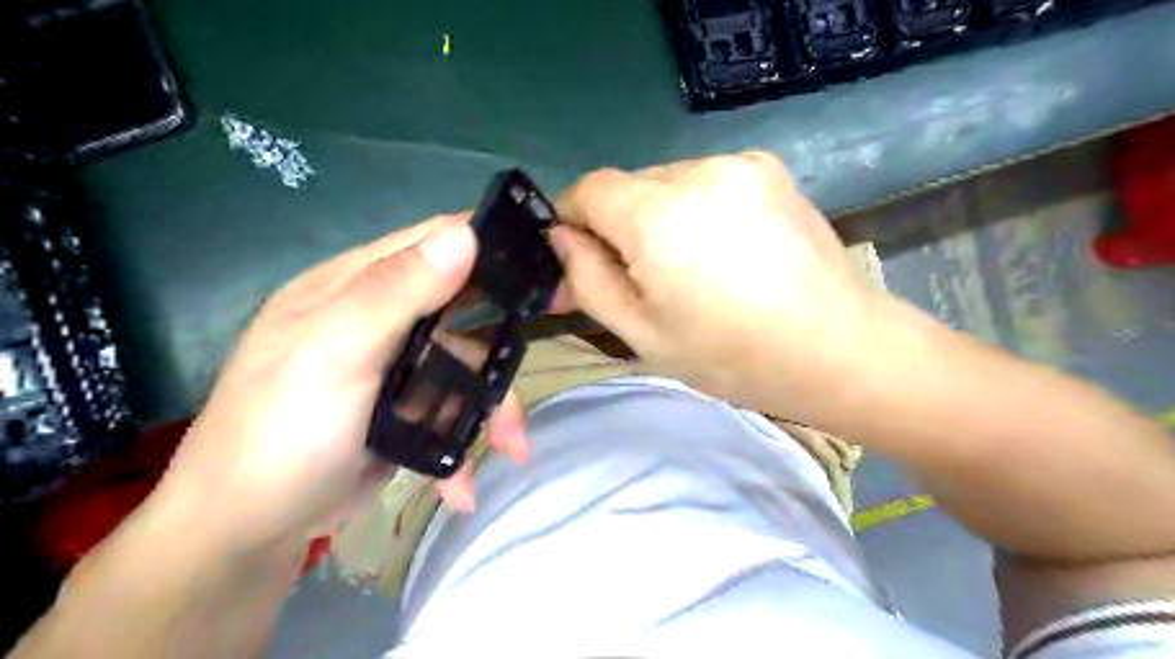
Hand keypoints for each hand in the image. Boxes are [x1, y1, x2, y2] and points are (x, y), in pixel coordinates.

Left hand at [154, 216, 528, 549]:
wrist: (247, 534)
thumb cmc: (282, 431)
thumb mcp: (335, 352)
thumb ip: (398, 292)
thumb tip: (466, 233)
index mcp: (354, 285)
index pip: (432, 241)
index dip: (489, 245)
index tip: (547, 264)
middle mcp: (378, 317)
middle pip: (463, 309)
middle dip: (503, 344)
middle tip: (545, 356)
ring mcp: (394, 366)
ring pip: (466, 366)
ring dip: (492, 408)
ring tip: (511, 448)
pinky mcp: (405, 410)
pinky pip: (452, 409)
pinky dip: (464, 444)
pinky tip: (461, 485)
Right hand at [550, 152, 881, 419]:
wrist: (836, 347)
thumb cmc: (730, 355)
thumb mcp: (640, 333)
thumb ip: (587, 279)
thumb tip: (560, 238)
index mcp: (658, 216)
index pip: (588, 188)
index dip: (572, 219)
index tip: (580, 255)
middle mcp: (697, 171)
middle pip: (629, 185)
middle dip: (620, 224)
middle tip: (645, 276)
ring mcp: (739, 163)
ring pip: (668, 181)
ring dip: (661, 215)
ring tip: (694, 266)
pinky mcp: (769, 167)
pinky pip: (708, 180)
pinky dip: (698, 207)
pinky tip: (726, 249)